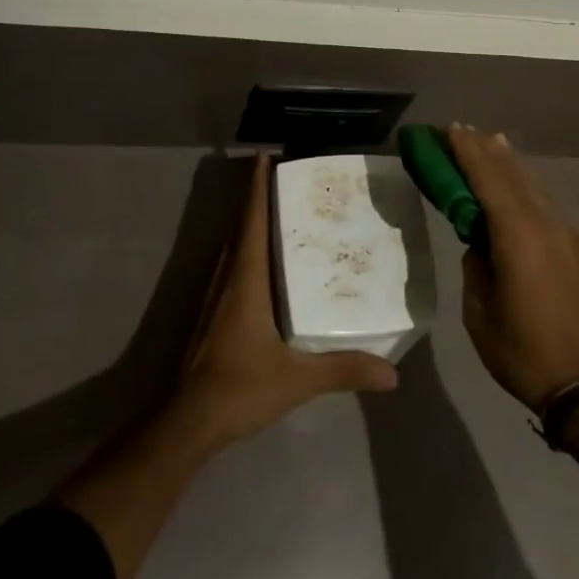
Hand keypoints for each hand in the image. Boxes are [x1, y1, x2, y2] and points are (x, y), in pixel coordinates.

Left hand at [170, 153, 398, 449]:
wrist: (186, 422)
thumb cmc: (239, 387)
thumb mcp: (297, 379)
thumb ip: (343, 370)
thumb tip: (392, 373)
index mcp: (245, 279)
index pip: (251, 220)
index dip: (257, 186)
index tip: (265, 156)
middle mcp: (226, 278)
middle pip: (241, 226)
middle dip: (257, 198)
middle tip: (285, 179)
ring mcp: (213, 297)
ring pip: (232, 247)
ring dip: (250, 224)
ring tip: (279, 214)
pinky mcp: (210, 316)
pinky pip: (230, 268)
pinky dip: (246, 251)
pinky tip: (264, 267)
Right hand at [451, 126, 578, 413]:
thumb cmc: (525, 354)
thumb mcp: (480, 315)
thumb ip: (477, 270)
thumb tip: (480, 248)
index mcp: (518, 237)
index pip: (488, 180)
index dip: (468, 152)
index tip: (452, 129)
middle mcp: (548, 227)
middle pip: (515, 177)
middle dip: (489, 151)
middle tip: (468, 131)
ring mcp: (571, 240)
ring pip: (536, 191)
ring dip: (512, 168)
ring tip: (495, 147)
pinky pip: (551, 212)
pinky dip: (530, 194)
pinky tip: (523, 198)